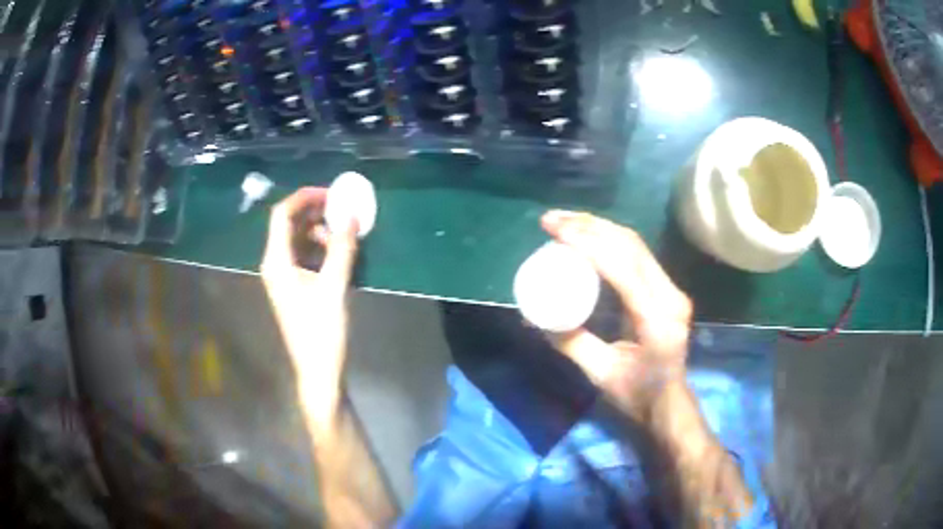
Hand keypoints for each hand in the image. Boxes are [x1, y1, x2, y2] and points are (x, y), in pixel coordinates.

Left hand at [261, 187, 358, 426]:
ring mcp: (282, 277)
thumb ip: (342, 247)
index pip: (282, 215)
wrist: (318, 371)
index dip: (305, 198)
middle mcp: (274, 264)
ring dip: (319, 231)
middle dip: (315, 213)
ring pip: (297, 240)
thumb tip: (351, 214)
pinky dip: (319, 248)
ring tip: (344, 234)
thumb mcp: (335, 286)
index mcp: (276, 261)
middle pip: (289, 225)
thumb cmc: (322, 331)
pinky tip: (338, 254)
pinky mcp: (293, 287)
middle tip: (343, 209)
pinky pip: (303, 256)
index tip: (332, 194)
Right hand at [541, 210, 692, 422]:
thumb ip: (571, 343)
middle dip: (590, 226)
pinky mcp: (668, 289)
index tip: (554, 231)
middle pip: (631, 246)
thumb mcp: (600, 373)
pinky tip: (590, 234)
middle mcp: (670, 296)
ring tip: (566, 220)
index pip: (622, 267)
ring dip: (600, 227)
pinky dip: (611, 239)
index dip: (587, 243)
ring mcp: (672, 290)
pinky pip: (639, 254)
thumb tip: (535, 318)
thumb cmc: (637, 395)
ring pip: (636, 245)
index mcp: (656, 318)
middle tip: (553, 220)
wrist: (668, 404)